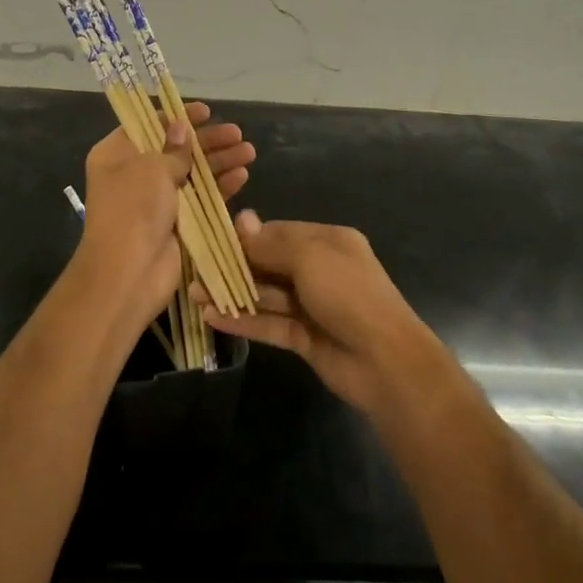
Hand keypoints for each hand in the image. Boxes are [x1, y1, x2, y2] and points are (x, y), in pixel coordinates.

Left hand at [80, 103, 256, 329]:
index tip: (205, 111)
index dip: (177, 117)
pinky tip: (242, 176)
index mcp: (117, 155)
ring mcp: (156, 200)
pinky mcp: (177, 223)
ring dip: (220, 161)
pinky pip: (201, 199)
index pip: (148, 125)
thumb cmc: (133, 209)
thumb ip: (173, 148)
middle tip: (237, 133)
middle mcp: (135, 174)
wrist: (128, 275)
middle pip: (176, 148)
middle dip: (207, 140)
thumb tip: (181, 129)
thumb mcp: (152, 168)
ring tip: (249, 151)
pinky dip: (220, 187)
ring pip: (193, 173)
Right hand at [198, 213, 441, 419]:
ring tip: (194, 293)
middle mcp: (320, 270)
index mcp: (329, 242)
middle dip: (235, 266)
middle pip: (271, 263)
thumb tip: (241, 219)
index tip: (213, 239)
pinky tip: (213, 317)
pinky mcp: (305, 338)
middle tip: (196, 267)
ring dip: (233, 293)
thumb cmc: (350, 295)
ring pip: (267, 295)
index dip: (248, 236)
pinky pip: (270, 324)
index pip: (280, 232)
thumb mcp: (310, 258)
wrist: (387, 362)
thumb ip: (271, 243)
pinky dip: (244, 320)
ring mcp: (312, 306)